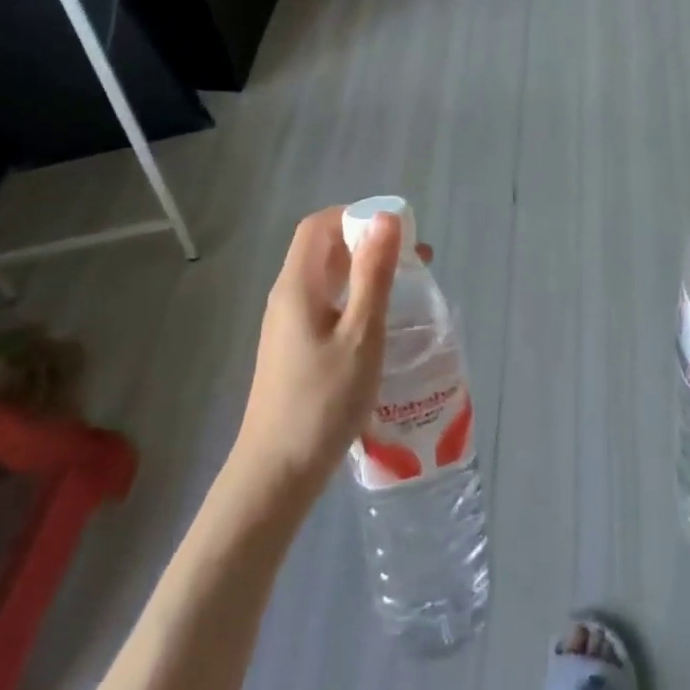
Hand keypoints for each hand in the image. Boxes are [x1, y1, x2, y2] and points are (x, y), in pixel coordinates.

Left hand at [232, 206, 429, 493]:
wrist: (276, 474)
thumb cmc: (323, 401)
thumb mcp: (360, 333)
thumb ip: (373, 273)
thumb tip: (386, 217)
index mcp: (298, 285)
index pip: (320, 225)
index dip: (356, 215)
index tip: (398, 231)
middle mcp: (287, 296)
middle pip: (322, 248)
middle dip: (367, 241)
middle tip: (413, 260)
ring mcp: (287, 324)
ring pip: (325, 277)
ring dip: (363, 270)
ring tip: (405, 286)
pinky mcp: (293, 348)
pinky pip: (325, 303)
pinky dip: (353, 297)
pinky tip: (378, 323)